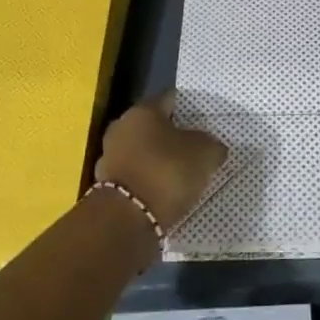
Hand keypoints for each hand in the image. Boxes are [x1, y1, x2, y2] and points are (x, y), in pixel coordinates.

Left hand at [95, 93, 227, 233]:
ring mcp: (110, 156)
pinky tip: (165, 192)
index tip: (206, 122)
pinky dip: (149, 180)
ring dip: (159, 159)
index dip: (190, 109)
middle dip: (173, 135)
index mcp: (143, 110)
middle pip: (154, 126)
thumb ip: (212, 145)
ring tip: (183, 173)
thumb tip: (213, 147)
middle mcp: (122, 127)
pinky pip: (136, 176)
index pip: (171, 100)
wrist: (125, 220)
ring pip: (143, 151)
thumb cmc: (166, 172)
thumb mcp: (204, 154)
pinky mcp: (106, 186)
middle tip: (196, 148)